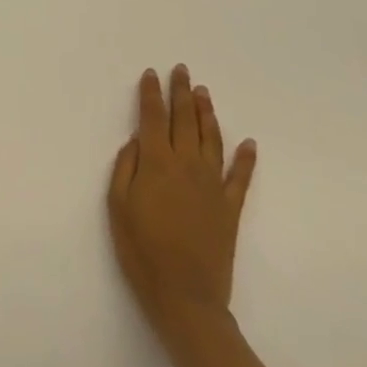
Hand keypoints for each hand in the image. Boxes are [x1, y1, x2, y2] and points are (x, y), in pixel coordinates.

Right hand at [108, 64, 256, 348]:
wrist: (186, 297)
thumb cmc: (141, 250)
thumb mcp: (117, 206)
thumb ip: (125, 168)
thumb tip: (137, 141)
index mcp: (156, 163)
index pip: (153, 118)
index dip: (152, 94)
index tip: (151, 74)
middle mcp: (187, 165)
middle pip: (184, 120)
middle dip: (181, 93)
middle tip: (182, 70)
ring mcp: (212, 185)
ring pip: (211, 139)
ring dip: (207, 113)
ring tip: (203, 93)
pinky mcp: (230, 208)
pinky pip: (240, 177)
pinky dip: (245, 158)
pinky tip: (248, 143)